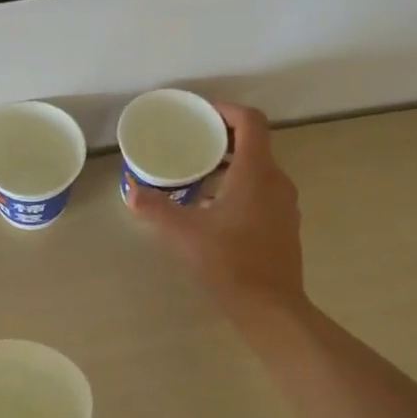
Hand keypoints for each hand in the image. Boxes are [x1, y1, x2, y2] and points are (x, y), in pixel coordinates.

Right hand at [127, 102, 305, 317]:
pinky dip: (239, 188)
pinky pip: (262, 193)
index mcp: (256, 172)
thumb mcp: (184, 232)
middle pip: (254, 144)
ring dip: (229, 167)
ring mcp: (284, 205)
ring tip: (196, 177)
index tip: (201, 114)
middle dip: (222, 139)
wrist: (270, 307)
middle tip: (190, 144)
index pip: (250, 122)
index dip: (226, 110)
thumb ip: (156, 208)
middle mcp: (277, 181)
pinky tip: (213, 210)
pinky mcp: (284, 226)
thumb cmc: (229, 261)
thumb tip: (132, 191)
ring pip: (258, 170)